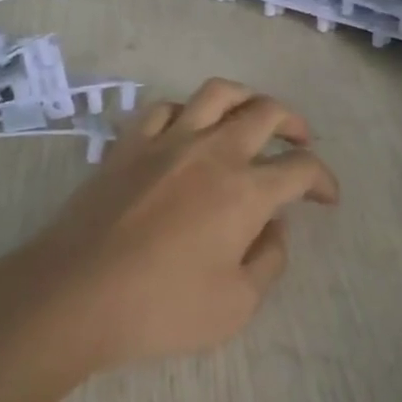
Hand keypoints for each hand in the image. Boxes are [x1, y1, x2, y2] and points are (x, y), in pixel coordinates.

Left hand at [27, 79, 338, 367]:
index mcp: (246, 191)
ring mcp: (168, 141)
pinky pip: (164, 108)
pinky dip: (186, 111)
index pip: (300, 168)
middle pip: (266, 112)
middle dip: (294, 123)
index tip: (326, 197)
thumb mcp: (235, 305)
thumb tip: (275, 226)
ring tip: (253, 114)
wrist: (75, 294)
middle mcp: (213, 152)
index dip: (322, 179)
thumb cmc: (160, 308)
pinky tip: (189, 127)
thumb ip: (268, 260)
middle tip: (301, 140)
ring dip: (246, 97)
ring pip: (217, 93)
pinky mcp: (130, 144)